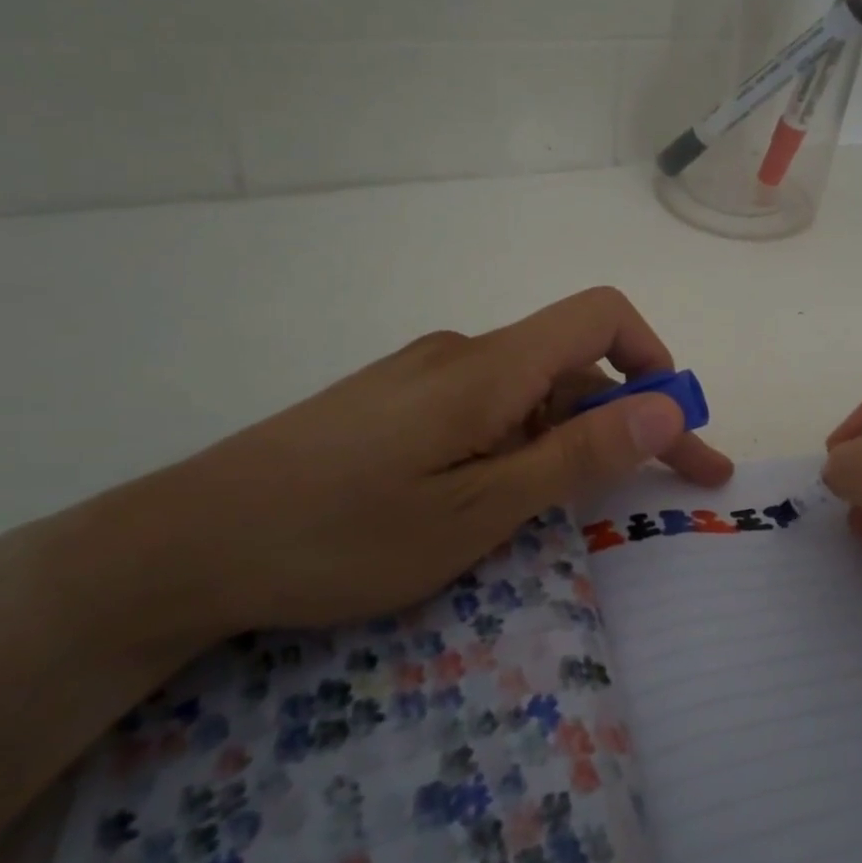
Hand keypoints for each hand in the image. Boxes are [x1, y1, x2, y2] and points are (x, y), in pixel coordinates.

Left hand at [85, 287, 732, 643]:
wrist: (185, 545)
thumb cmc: (342, 535)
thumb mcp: (478, 511)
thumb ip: (577, 455)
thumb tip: (666, 404)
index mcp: (489, 367)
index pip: (602, 316)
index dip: (655, 359)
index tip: (676, 427)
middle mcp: (462, 355)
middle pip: (573, 361)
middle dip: (632, 417)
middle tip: (669, 485)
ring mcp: (424, 378)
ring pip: (530, 391)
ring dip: (576, 436)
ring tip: (580, 507)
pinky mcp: (396, 404)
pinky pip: (487, 409)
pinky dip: (525, 443)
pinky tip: (505, 497)